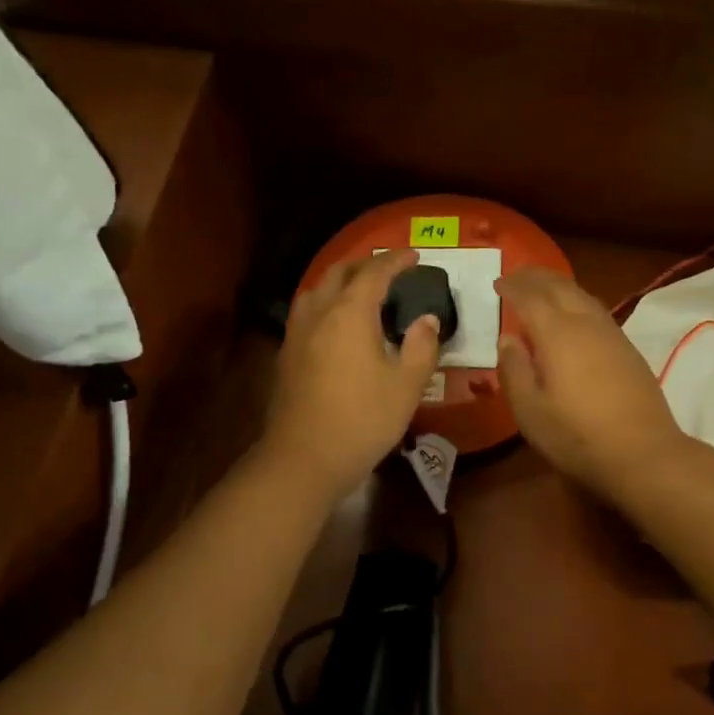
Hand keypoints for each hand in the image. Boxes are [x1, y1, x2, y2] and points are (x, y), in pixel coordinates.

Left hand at [264, 248, 440, 503]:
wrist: (304, 458)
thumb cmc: (363, 420)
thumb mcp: (406, 386)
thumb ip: (421, 347)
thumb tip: (426, 321)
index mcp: (350, 314)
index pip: (374, 273)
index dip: (396, 261)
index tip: (415, 256)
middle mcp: (319, 314)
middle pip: (339, 273)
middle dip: (365, 264)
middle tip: (388, 270)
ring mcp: (297, 334)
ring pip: (316, 290)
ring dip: (339, 281)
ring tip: (359, 291)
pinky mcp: (287, 356)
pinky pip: (307, 313)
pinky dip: (325, 304)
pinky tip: (335, 325)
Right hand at [495, 267, 688, 502]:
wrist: (643, 453)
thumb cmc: (577, 436)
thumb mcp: (530, 411)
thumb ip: (514, 370)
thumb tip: (508, 339)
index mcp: (557, 333)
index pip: (530, 297)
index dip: (512, 287)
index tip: (497, 283)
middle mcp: (586, 323)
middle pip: (560, 286)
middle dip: (536, 277)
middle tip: (516, 275)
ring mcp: (613, 335)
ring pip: (582, 296)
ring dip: (559, 286)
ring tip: (542, 289)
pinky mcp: (629, 350)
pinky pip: (596, 311)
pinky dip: (577, 302)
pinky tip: (573, 318)